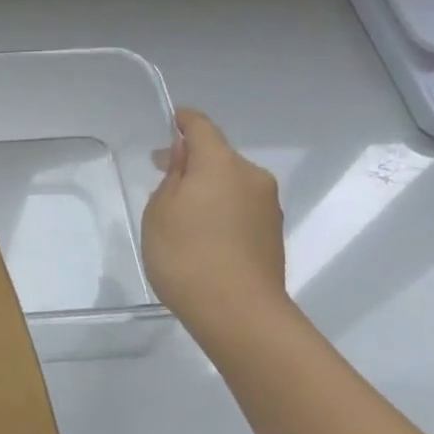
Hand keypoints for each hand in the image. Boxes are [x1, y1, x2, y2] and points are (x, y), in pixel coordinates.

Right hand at [141, 108, 288, 337]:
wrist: (238, 312)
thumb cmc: (186, 255)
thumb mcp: (160, 211)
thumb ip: (173, 177)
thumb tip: (186, 157)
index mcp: (221, 163)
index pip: (202, 127)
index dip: (184, 121)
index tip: (172, 121)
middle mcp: (252, 177)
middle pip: (219, 156)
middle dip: (193, 160)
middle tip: (163, 173)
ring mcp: (268, 206)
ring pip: (232, 182)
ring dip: (209, 187)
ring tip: (181, 211)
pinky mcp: (272, 233)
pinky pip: (241, 206)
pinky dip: (221, 208)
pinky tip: (203, 233)